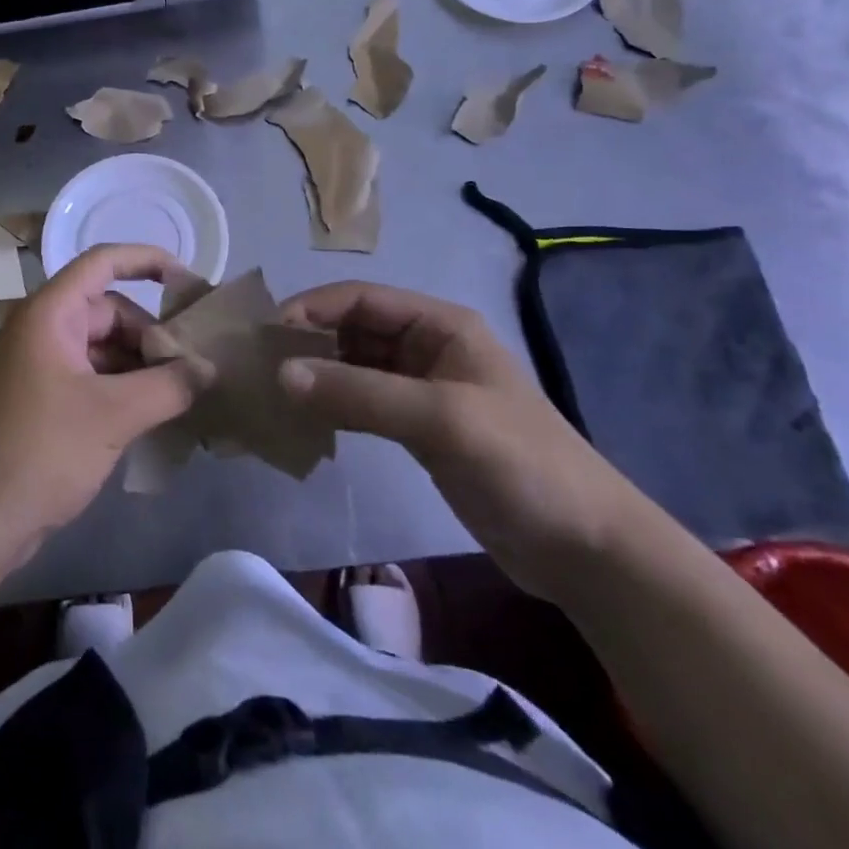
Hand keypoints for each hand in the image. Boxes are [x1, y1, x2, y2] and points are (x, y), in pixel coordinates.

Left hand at [0, 245, 200, 570]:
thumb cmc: (39, 451)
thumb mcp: (112, 416)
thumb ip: (168, 386)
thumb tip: (209, 369)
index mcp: (49, 314)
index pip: (102, 263)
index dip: (146, 260)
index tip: (189, 280)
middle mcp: (42, 331)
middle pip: (108, 311)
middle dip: (151, 334)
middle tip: (193, 366)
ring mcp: (39, 368)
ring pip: (102, 349)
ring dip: (140, 366)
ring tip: (182, 394)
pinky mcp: (41, 403)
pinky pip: (91, 379)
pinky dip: (122, 390)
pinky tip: (153, 416)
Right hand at [277, 282, 642, 602]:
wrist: (588, 549)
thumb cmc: (521, 464)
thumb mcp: (440, 419)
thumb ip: (359, 393)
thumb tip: (281, 374)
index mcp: (439, 325)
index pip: (360, 299)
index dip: (312, 308)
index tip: (266, 335)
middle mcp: (428, 347)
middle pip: (353, 330)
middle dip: (309, 342)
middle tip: (260, 367)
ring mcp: (424, 390)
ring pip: (355, 367)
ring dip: (318, 375)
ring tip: (273, 394)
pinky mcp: (421, 429)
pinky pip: (365, 403)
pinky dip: (335, 407)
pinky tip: (307, 422)